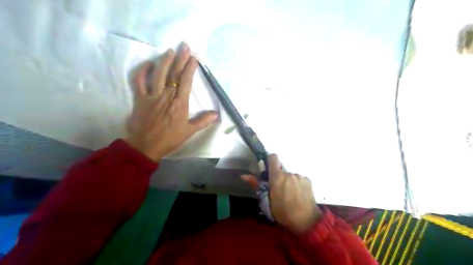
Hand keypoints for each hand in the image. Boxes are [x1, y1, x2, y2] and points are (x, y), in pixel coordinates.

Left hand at [125, 42, 217, 160]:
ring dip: (164, 61)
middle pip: (174, 74)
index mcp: (179, 103)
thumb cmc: (170, 139)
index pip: (185, 81)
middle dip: (180, 59)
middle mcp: (166, 96)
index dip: (190, 68)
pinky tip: (148, 64)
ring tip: (170, 51)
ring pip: (158, 74)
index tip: (194, 58)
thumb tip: (216, 114)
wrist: (146, 146)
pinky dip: (142, 71)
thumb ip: (203, 121)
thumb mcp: (189, 131)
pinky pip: (139, 81)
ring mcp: (152, 96)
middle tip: (185, 46)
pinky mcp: (140, 98)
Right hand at [242, 155, 323, 233]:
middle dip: (279, 177)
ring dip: (288, 182)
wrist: (305, 221)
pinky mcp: (308, 181)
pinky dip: (297, 185)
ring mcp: (299, 176)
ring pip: (290, 176)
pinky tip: (298, 195)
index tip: (268, 169)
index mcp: (277, 176)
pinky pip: (299, 180)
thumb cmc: (283, 212)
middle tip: (279, 190)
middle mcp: (289, 173)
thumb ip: (256, 185)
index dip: (270, 161)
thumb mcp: (266, 200)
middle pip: (281, 170)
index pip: (273, 157)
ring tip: (290, 195)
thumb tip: (243, 175)